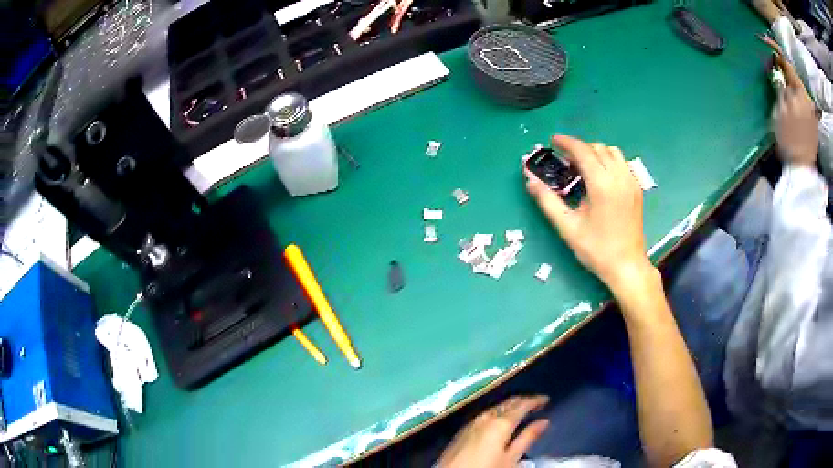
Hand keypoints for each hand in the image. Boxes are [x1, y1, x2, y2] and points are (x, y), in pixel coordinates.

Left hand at [438, 396, 549, 467]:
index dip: (535, 400)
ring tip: (521, 412)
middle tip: (536, 404)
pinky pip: (483, 416)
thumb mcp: (512, 459)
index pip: (522, 404)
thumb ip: (528, 438)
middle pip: (507, 403)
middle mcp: (484, 418)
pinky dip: (496, 415)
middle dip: (522, 401)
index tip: (546, 399)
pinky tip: (499, 422)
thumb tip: (543, 422)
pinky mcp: (461, 432)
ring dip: (509, 408)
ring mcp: (471, 424)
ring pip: (494, 408)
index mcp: (500, 423)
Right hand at [524, 135, 652, 291]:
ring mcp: (631, 182)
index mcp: (602, 184)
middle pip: (598, 148)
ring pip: (612, 152)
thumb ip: (547, 200)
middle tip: (564, 159)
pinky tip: (600, 176)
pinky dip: (608, 160)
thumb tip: (529, 179)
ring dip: (595, 152)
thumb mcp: (567, 226)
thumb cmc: (596, 249)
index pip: (583, 151)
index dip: (566, 142)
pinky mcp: (636, 189)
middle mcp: (619, 177)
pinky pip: (622, 163)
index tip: (553, 141)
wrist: (627, 266)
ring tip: (582, 165)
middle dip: (579, 148)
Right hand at [759, 34, 819, 164]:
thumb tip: (777, 72)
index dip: (775, 50)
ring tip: (781, 85)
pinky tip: (791, 100)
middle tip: (772, 67)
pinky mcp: (813, 121)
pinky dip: (795, 95)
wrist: (801, 171)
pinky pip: (803, 100)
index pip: (787, 63)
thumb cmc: (788, 140)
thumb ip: (780, 88)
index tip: (764, 40)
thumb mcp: (779, 111)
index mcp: (800, 94)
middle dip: (783, 69)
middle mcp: (808, 99)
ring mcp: (812, 111)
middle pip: (794, 75)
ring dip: (789, 83)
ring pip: (798, 88)